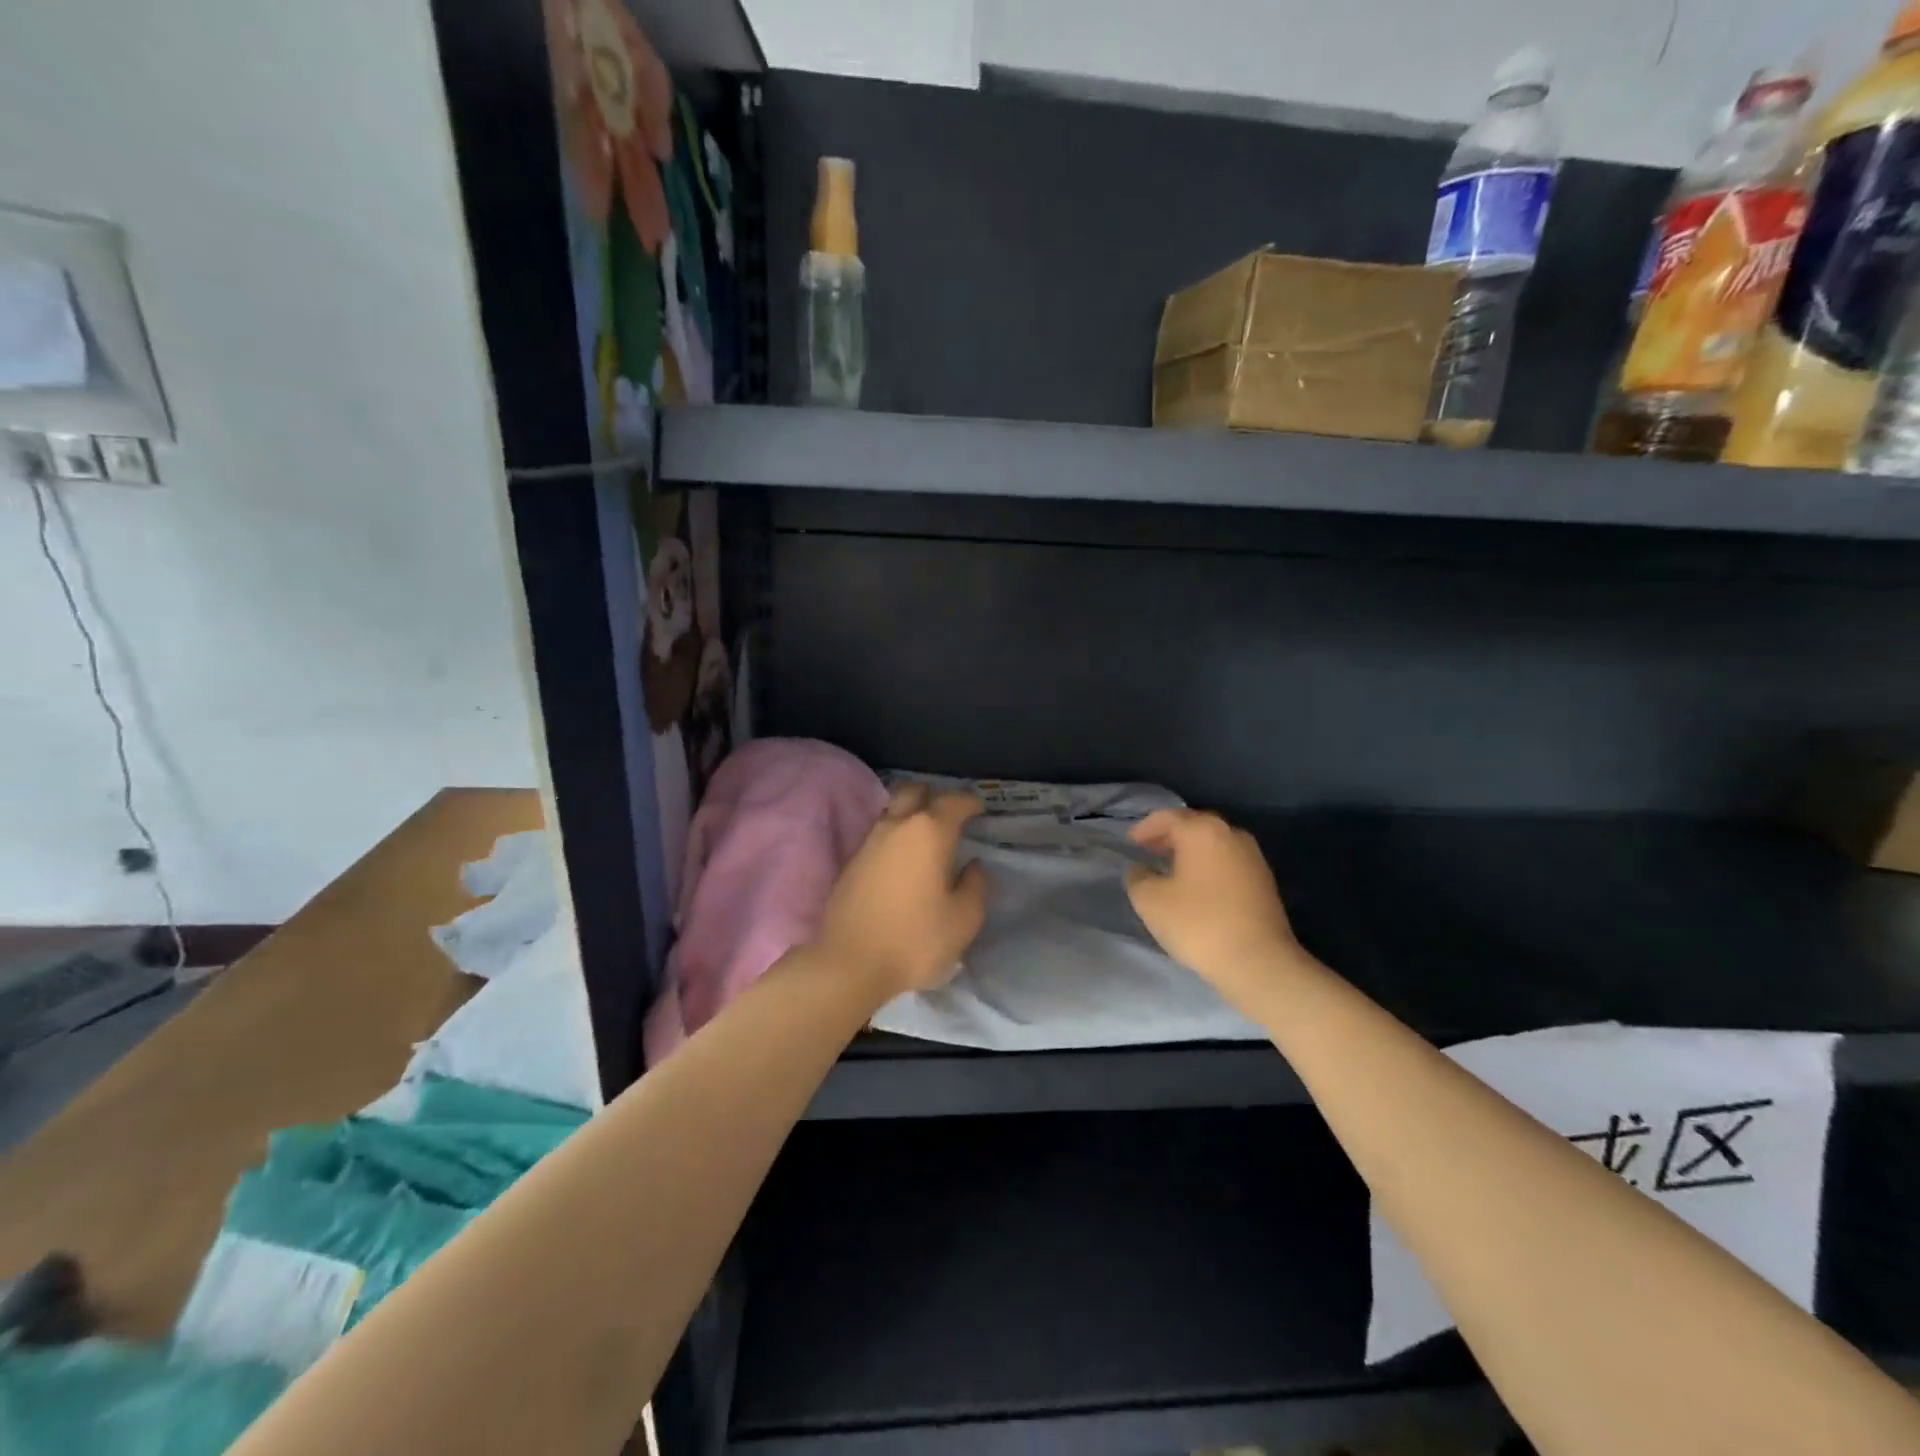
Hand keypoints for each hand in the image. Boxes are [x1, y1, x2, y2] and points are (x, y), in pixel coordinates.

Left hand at [815, 783, 988, 999]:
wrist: (849, 963)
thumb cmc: (915, 939)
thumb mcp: (963, 919)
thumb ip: (975, 886)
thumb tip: (973, 866)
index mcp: (929, 832)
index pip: (953, 801)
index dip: (970, 801)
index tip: (980, 809)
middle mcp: (897, 826)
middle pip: (914, 791)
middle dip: (934, 795)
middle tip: (949, 814)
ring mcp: (869, 842)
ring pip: (893, 811)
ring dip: (911, 814)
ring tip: (927, 837)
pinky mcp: (851, 862)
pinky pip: (879, 835)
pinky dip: (895, 837)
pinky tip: (903, 859)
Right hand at [1126, 809, 1301, 1009]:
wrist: (1259, 961)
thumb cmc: (1199, 924)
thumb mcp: (1150, 901)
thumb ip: (1138, 877)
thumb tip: (1142, 869)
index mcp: (1202, 831)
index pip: (1167, 817)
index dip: (1145, 828)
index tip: (1130, 842)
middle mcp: (1230, 834)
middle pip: (1193, 825)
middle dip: (1169, 836)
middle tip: (1148, 850)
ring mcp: (1252, 856)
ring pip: (1213, 843)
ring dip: (1190, 851)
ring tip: (1171, 868)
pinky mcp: (1264, 880)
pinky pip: (1227, 861)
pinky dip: (1208, 865)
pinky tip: (1197, 886)